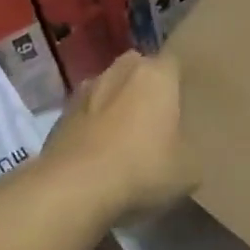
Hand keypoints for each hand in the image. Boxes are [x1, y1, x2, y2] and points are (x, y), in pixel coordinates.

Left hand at [41, 51, 197, 221]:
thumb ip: (189, 150)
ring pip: (108, 89)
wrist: (75, 187)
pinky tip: (98, 154)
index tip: (184, 104)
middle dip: (144, 87)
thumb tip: (182, 151)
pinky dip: (92, 127)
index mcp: (156, 75)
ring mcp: (85, 90)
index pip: (173, 63)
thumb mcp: (188, 170)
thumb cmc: (142, 168)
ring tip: (123, 138)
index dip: (178, 82)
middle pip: (137, 69)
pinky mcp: (60, 114)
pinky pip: (85, 114)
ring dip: (115, 105)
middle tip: (155, 118)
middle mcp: (120, 71)